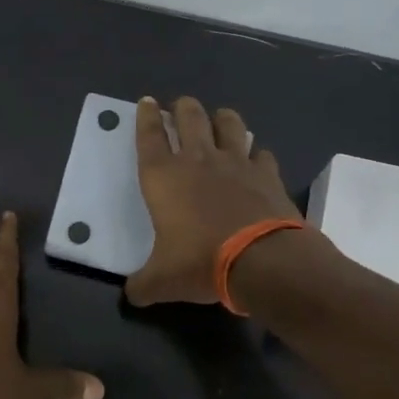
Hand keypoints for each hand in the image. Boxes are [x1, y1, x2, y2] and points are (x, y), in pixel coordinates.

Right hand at [125, 96, 301, 305]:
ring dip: (222, 118)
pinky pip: (262, 153)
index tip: (146, 101)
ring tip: (220, 118)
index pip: (149, 136)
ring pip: (229, 124)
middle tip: (180, 105)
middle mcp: (197, 160)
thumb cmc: (200, 262)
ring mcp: (236, 163)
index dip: (146, 117)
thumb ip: (142, 285)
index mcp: (163, 177)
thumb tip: (131, 296)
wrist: (261, 260)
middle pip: (189, 117)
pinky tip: (256, 160)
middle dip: (183, 107)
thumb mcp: (161, 281)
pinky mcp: (267, 174)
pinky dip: (257, 153)